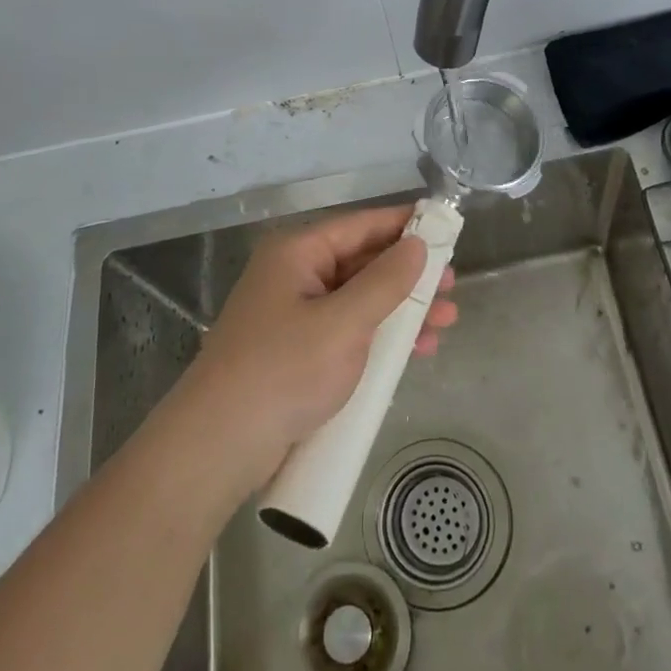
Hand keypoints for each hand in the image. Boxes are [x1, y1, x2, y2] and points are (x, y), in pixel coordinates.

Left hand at [182, 205, 457, 486]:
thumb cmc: (283, 371)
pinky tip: (415, 350)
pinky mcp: (298, 352)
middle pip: (362, 263)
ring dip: (402, 309)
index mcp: (297, 253)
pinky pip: (349, 330)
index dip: (404, 225)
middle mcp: (295, 276)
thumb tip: (418, 245)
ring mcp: (295, 316)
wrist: (219, 445)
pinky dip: (381, 336)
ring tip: (446, 321)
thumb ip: (385, 282)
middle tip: (451, 287)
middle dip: (409, 276)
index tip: (446, 227)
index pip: (360, 225)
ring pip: (359, 300)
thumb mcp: (343, 323)